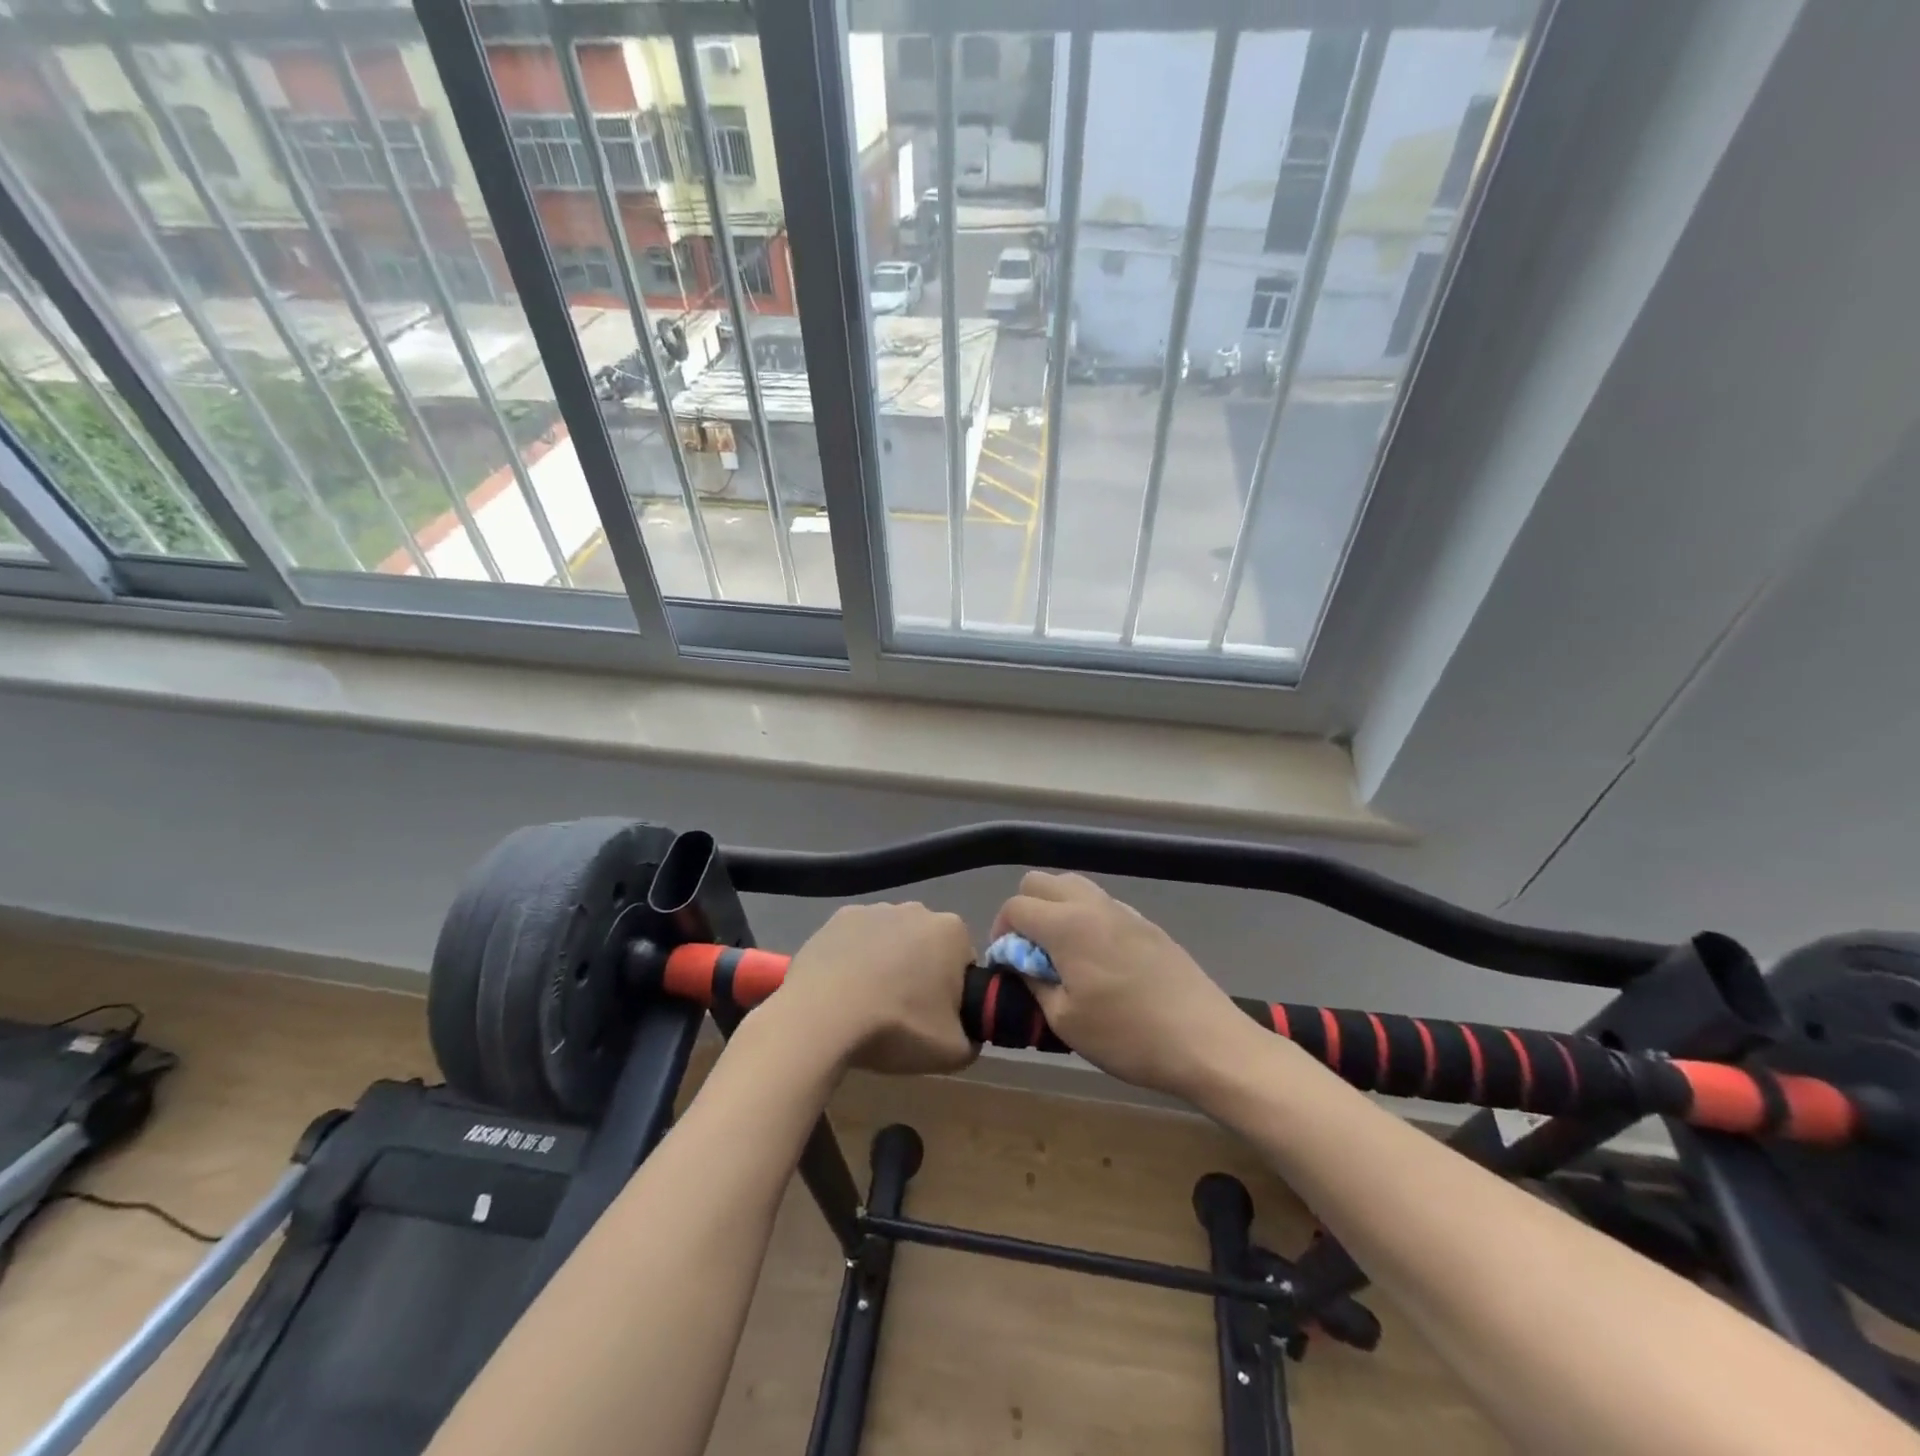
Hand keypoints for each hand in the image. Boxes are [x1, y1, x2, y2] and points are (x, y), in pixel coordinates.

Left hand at [775, 902, 979, 1075]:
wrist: (823, 1016)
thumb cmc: (897, 1026)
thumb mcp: (953, 1053)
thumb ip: (972, 1040)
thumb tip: (967, 1034)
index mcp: (951, 931)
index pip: (963, 962)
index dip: (953, 993)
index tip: (935, 1019)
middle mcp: (916, 909)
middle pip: (926, 946)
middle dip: (920, 973)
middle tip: (904, 1016)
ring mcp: (873, 910)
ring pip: (890, 941)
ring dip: (886, 964)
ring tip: (868, 1005)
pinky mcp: (836, 918)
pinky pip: (855, 940)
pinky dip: (853, 959)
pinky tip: (842, 991)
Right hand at [992, 872, 1255, 1100]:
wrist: (1205, 1041)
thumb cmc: (1127, 1036)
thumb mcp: (1065, 1021)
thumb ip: (1033, 982)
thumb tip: (1020, 963)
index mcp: (1067, 925)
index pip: (1016, 906)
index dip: (1001, 932)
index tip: (1007, 964)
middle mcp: (1093, 905)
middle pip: (1041, 882)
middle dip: (1024, 910)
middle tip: (1028, 951)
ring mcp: (1124, 910)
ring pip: (1074, 886)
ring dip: (1055, 909)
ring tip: (1061, 953)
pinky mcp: (1147, 924)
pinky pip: (1102, 904)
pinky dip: (1085, 918)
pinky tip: (1097, 959)